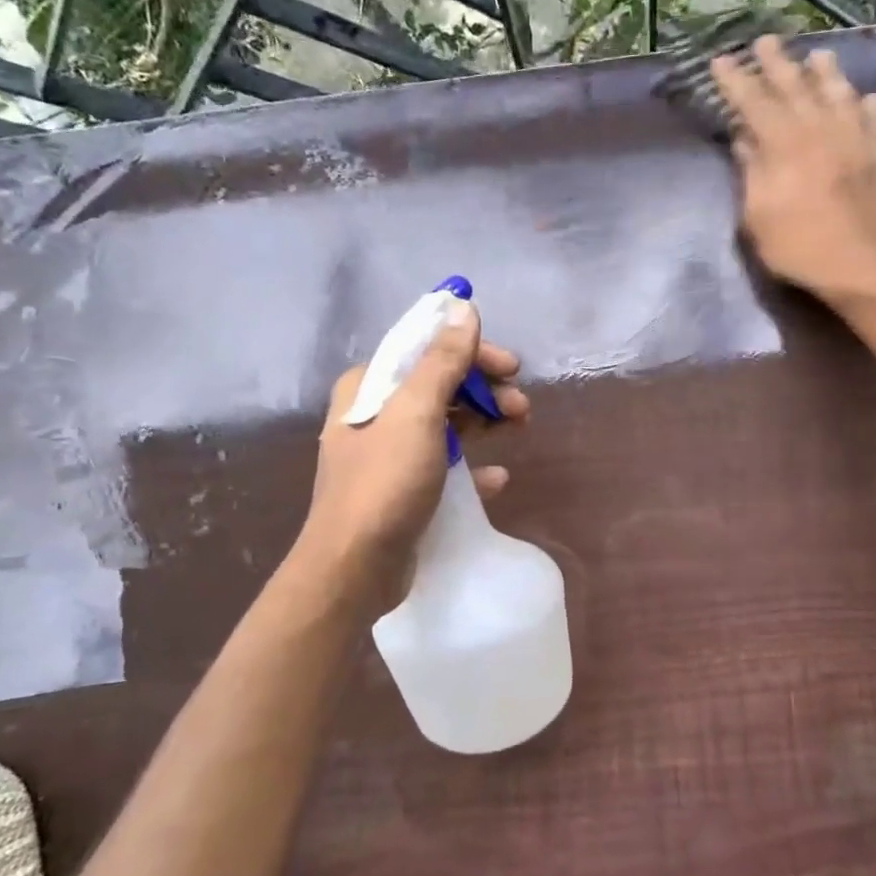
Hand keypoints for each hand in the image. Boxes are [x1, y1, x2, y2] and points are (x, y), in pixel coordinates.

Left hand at [292, 298, 527, 613]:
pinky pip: (444, 466)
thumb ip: (442, 360)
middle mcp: (374, 415)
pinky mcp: (401, 491)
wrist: (353, 568)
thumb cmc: (384, 483)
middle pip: (440, 386)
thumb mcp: (416, 414)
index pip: (426, 350)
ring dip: (484, 423)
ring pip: (446, 425)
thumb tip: (462, 307)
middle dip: (484, 391)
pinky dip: (472, 467)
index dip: (472, 353)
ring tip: (518, 431)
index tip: (512, 368)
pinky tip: (495, 479)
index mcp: (369, 387)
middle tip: (521, 408)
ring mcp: (387, 455)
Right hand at [710, 36, 875, 304]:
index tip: (720, 60)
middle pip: (796, 87)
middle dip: (777, 63)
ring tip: (818, 55)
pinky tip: (866, 98)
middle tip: (765, 41)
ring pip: (839, 94)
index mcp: (785, 145)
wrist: (864, 268)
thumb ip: (752, 173)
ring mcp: (857, 139)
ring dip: (826, 73)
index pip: (754, 102)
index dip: (735, 81)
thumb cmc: (800, 249)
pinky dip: (868, 106)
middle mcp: (821, 130)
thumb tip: (744, 139)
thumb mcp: (758, 218)